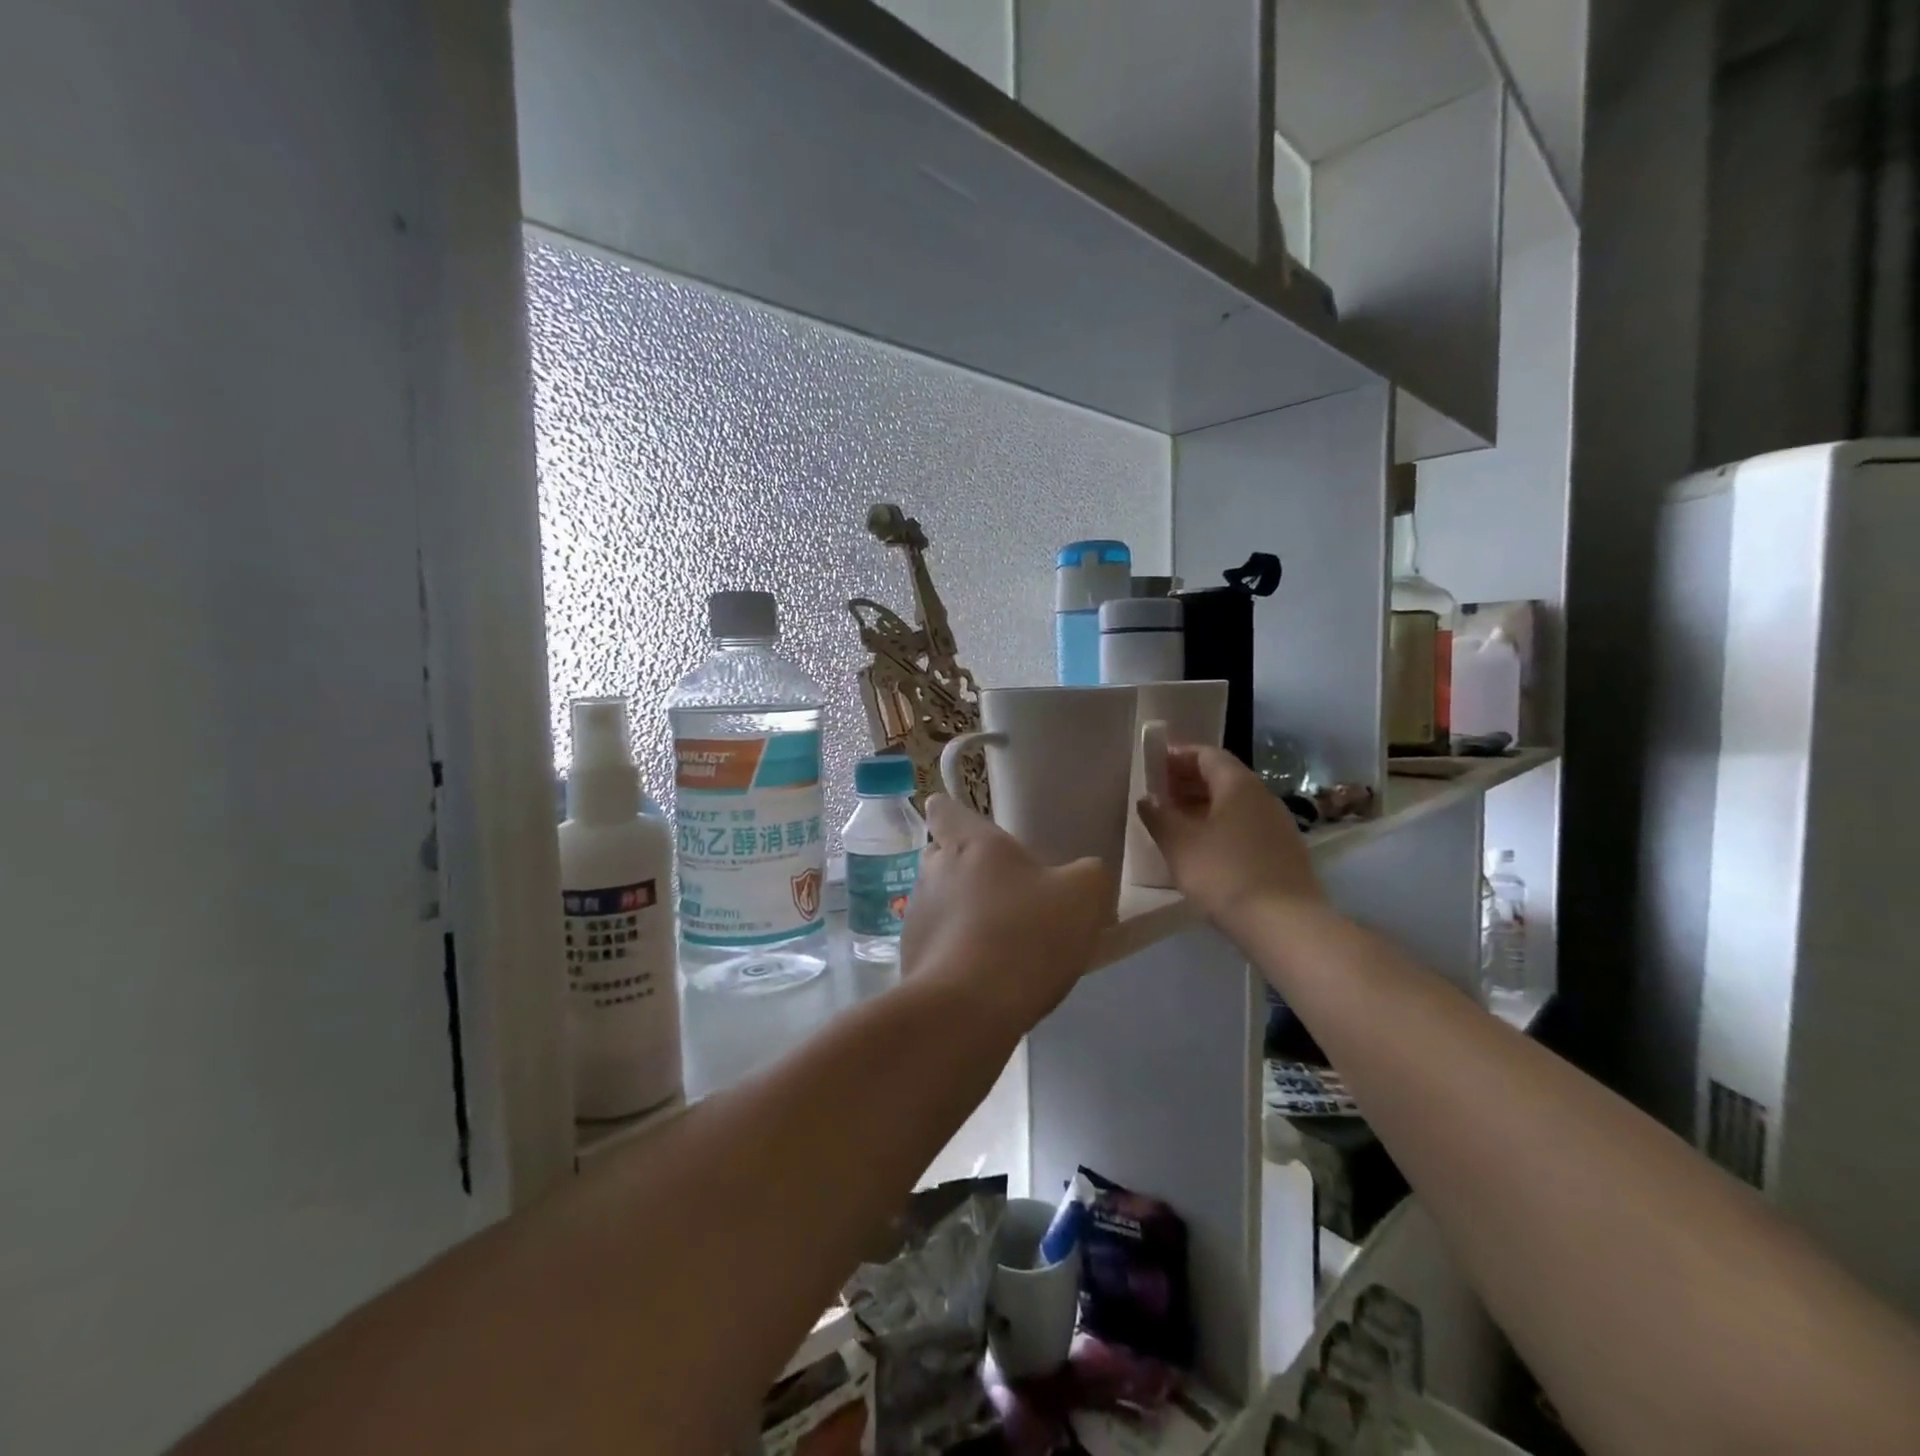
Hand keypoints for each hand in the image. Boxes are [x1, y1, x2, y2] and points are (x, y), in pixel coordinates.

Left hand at [901, 795, 1112, 1025]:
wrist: (969, 1009)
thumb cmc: (1026, 934)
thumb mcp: (1083, 895)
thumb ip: (1088, 874)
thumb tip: (1084, 877)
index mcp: (969, 842)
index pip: (943, 810)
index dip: (955, 816)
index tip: (974, 832)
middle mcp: (933, 871)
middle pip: (941, 857)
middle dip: (965, 869)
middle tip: (1004, 892)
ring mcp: (916, 916)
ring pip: (938, 902)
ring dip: (960, 913)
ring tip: (999, 942)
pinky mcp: (909, 958)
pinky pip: (935, 944)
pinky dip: (954, 952)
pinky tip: (984, 977)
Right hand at [1137, 744, 1323, 925]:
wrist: (1284, 924)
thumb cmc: (1224, 873)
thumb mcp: (1178, 843)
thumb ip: (1158, 816)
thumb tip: (1147, 799)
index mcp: (1238, 784)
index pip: (1207, 754)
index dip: (1178, 755)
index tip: (1153, 764)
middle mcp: (1262, 796)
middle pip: (1222, 776)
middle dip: (1188, 781)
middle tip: (1159, 794)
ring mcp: (1277, 824)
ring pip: (1234, 803)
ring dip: (1203, 805)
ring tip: (1175, 822)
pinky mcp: (1283, 852)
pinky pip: (1245, 826)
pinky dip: (1220, 826)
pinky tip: (1203, 848)